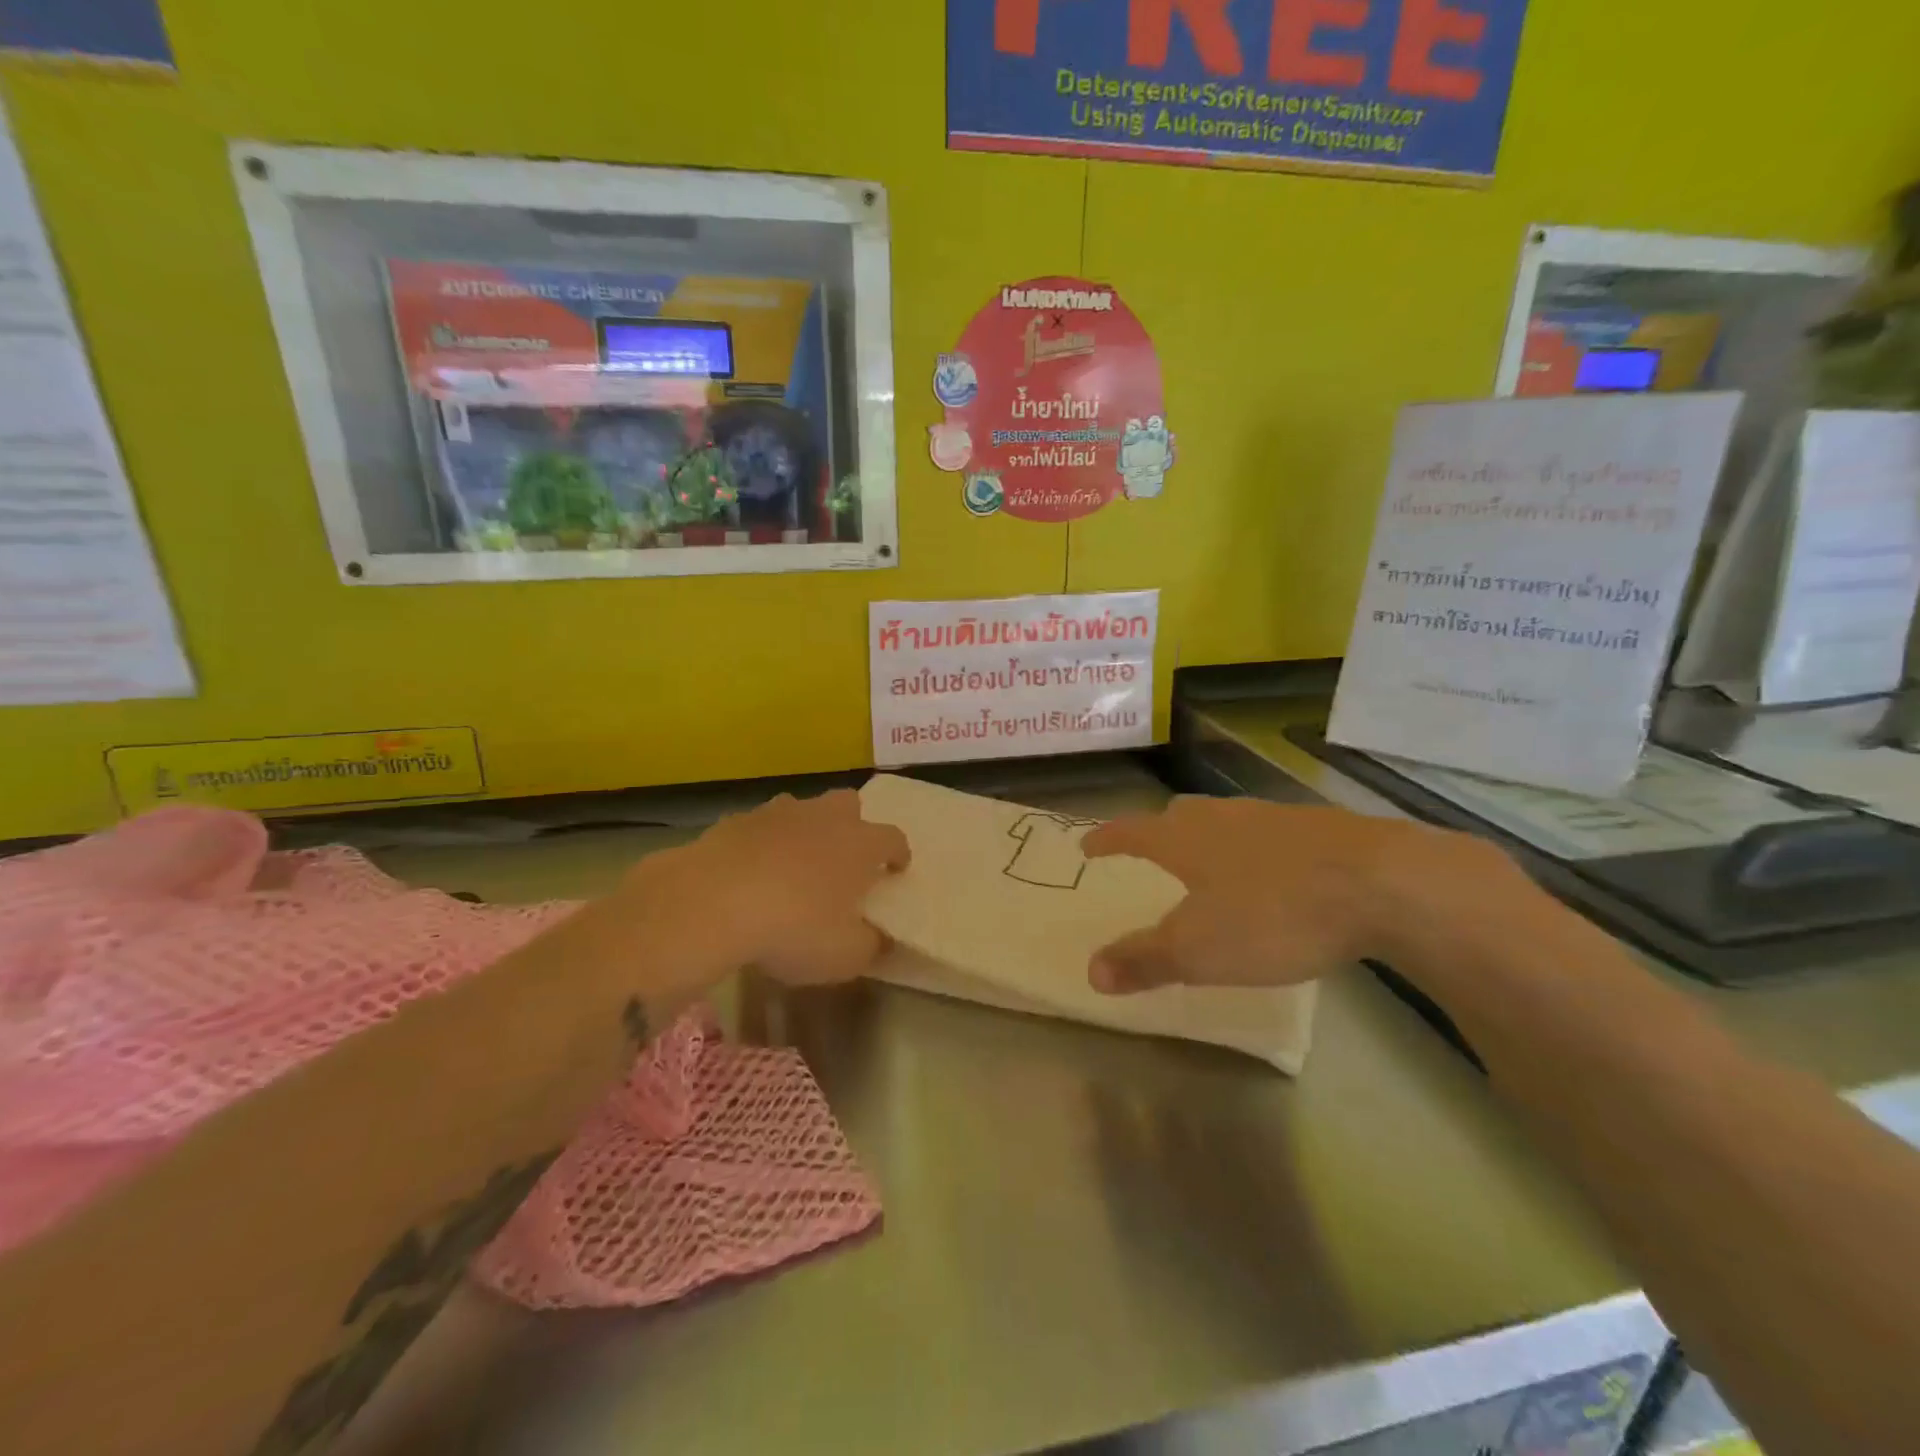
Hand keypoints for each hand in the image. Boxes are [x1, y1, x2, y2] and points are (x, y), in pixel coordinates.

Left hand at [635, 788, 908, 984]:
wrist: (711, 902)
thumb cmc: (794, 928)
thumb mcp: (845, 956)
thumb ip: (871, 945)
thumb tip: (881, 939)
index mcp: (860, 844)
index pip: (893, 838)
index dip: (898, 854)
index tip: (896, 870)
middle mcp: (824, 817)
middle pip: (849, 804)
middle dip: (853, 824)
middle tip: (845, 858)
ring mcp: (777, 813)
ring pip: (802, 809)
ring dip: (805, 830)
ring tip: (794, 864)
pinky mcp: (735, 821)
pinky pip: (759, 827)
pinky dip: (762, 844)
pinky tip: (750, 873)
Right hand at [1080, 797, 1514, 994]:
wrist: (1382, 884)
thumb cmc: (1273, 915)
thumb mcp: (1199, 950)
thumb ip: (1144, 960)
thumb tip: (1090, 971)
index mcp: (1185, 839)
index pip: (1131, 832)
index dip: (1106, 839)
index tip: (1088, 845)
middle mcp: (1223, 817)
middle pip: (1179, 815)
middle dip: (1159, 831)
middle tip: (1150, 848)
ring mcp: (1274, 818)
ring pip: (1226, 820)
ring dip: (1209, 837)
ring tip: (1210, 860)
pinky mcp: (1321, 829)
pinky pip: (1270, 834)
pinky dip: (1256, 849)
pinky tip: (1275, 872)